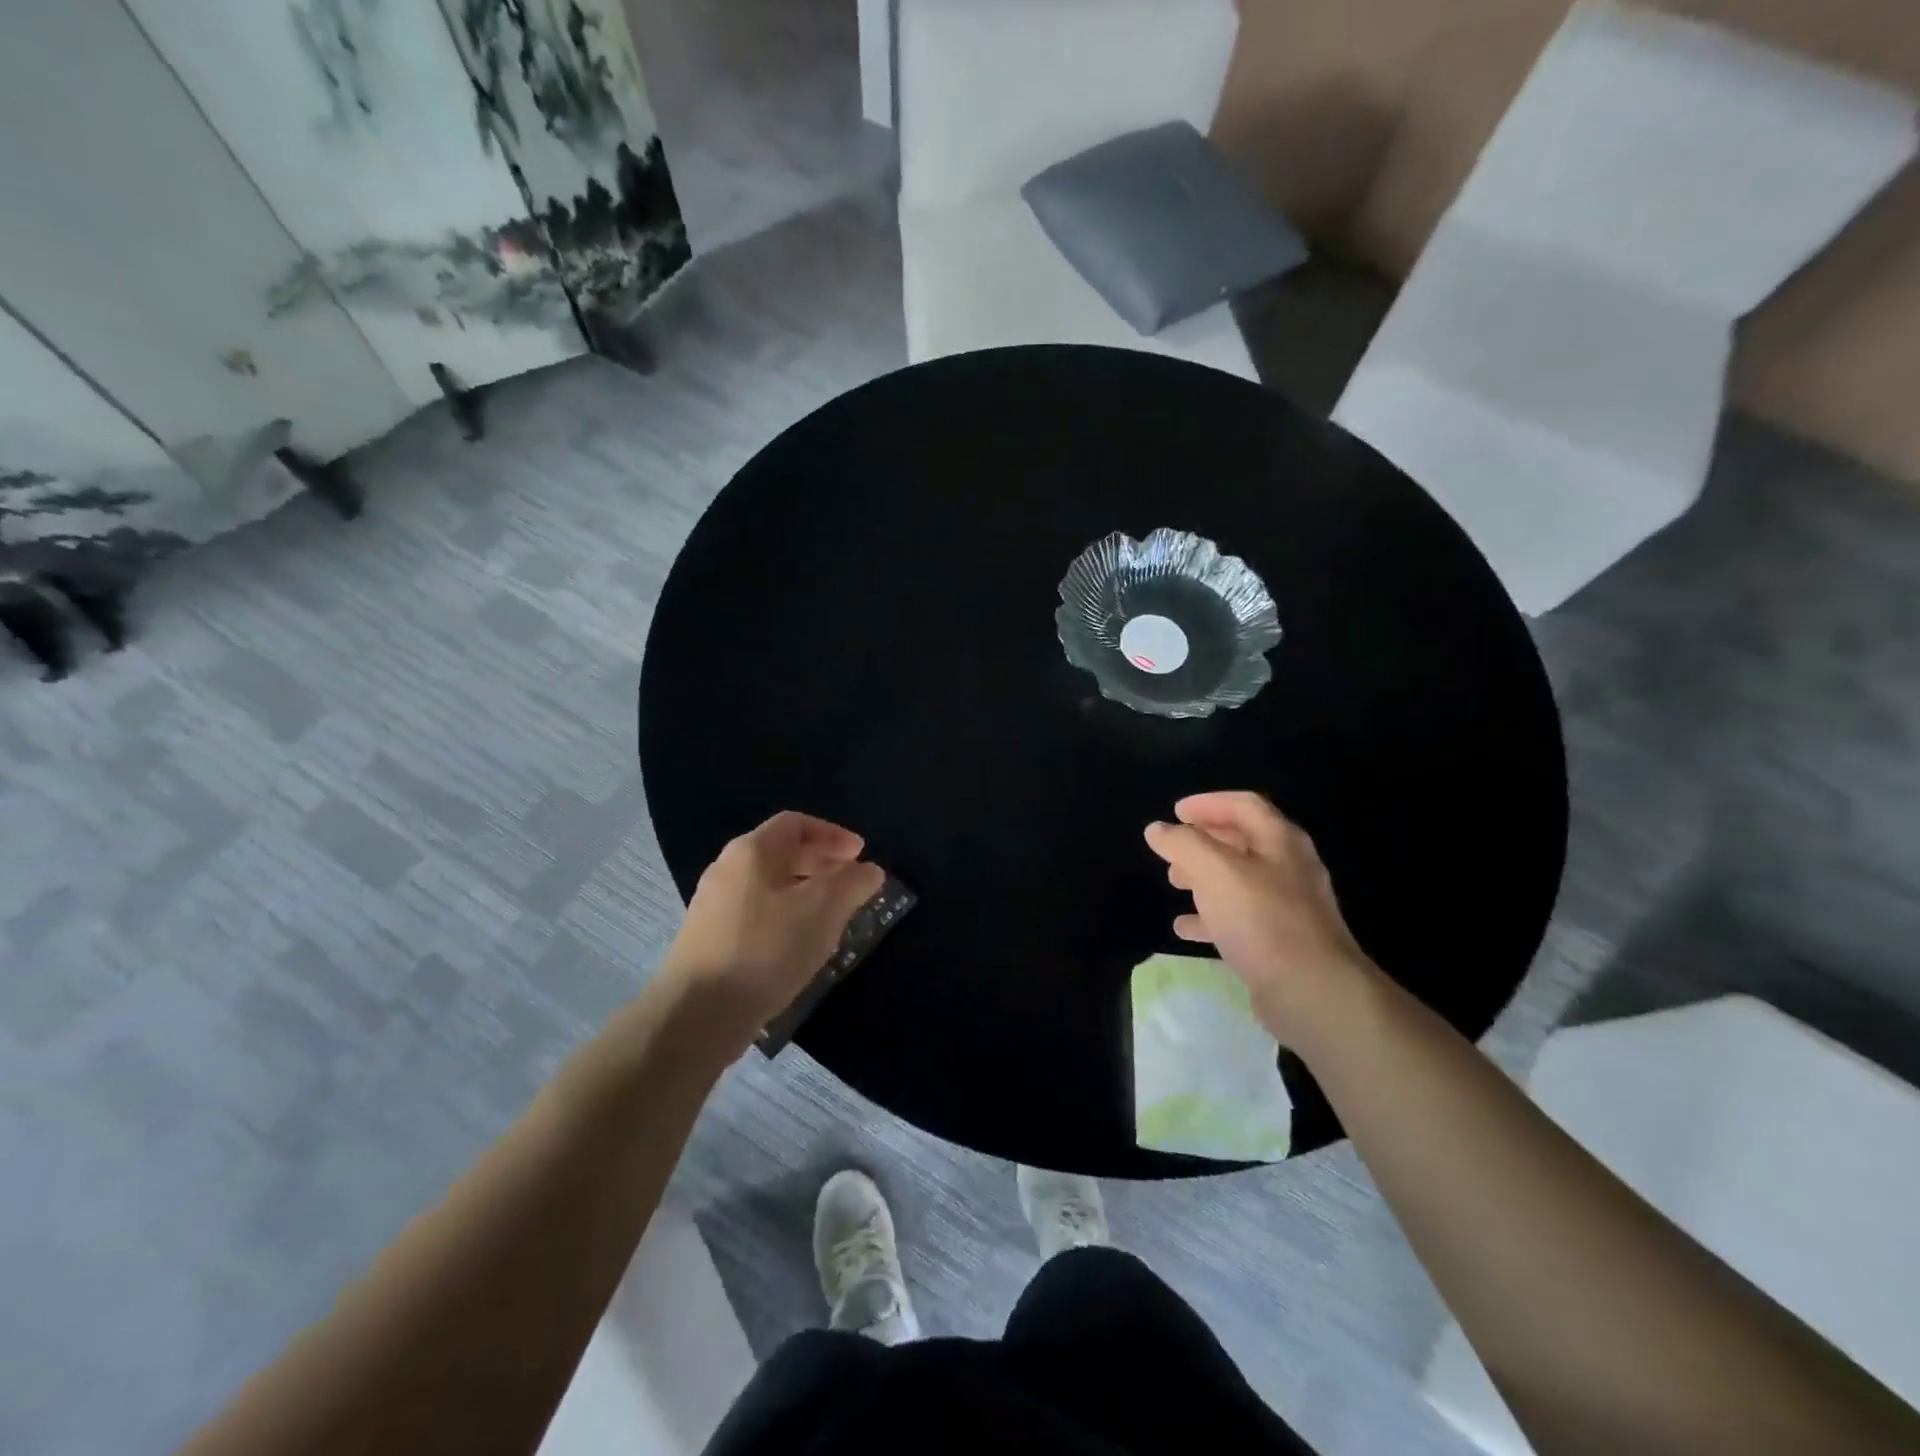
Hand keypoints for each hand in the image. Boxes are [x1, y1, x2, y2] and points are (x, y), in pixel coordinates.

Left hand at [661, 811, 884, 1040]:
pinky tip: (800, 947)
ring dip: (805, 894)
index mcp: (751, 851)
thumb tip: (870, 870)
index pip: (796, 823)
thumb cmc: (766, 949)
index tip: (861, 854)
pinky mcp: (709, 941)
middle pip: (781, 853)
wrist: (697, 1015)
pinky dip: (785, 919)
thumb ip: (852, 884)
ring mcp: (713, 907)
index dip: (833, 834)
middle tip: (851, 884)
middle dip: (822, 864)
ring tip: (833, 918)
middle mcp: (727, 869)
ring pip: (769, 887)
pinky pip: (756, 915)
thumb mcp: (823, 910)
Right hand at [1144, 791, 1377, 1044]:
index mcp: (1280, 841)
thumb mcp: (1215, 871)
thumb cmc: (1263, 920)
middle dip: (1203, 842)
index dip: (1208, 803)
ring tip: (1174, 883)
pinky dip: (1211, 917)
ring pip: (1239, 881)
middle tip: (1172, 851)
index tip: (1175, 812)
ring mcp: (1289, 907)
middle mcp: (1289, 867)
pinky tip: (1186, 927)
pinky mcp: (1282, 942)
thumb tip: (1157, 830)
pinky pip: (1241, 919)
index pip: (1243, 805)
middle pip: (1242, 842)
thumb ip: (1183, 844)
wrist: (1313, 992)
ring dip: (1204, 878)